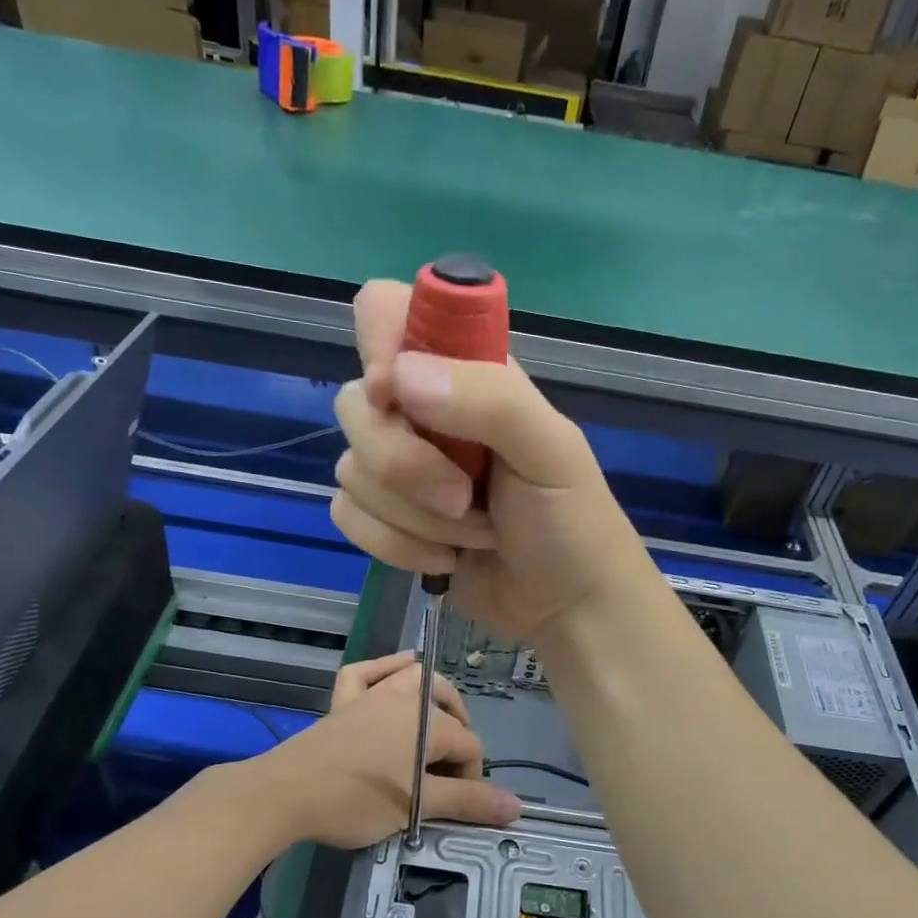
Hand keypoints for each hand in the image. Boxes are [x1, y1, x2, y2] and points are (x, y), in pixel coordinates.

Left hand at [256, 656, 520, 848]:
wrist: (287, 793)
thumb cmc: (357, 800)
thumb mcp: (418, 807)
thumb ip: (468, 803)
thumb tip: (518, 807)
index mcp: (428, 724)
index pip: (469, 746)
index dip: (473, 778)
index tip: (460, 806)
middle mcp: (405, 699)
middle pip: (449, 705)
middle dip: (460, 732)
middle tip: (453, 769)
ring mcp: (371, 695)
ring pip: (414, 677)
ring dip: (433, 694)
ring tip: (439, 720)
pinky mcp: (343, 701)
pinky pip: (366, 672)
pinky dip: (385, 668)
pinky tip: (398, 670)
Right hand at [329, 279, 653, 643]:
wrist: (565, 606)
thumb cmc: (570, 520)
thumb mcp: (550, 449)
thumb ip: (488, 399)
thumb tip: (394, 379)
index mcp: (465, 372)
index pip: (386, 311)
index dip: (379, 347)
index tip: (399, 396)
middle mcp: (422, 410)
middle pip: (354, 404)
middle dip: (406, 466)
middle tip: (464, 497)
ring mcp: (399, 468)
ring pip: (351, 470)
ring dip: (416, 518)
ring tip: (474, 530)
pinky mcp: (385, 519)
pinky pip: (347, 516)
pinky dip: (396, 546)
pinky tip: (445, 558)